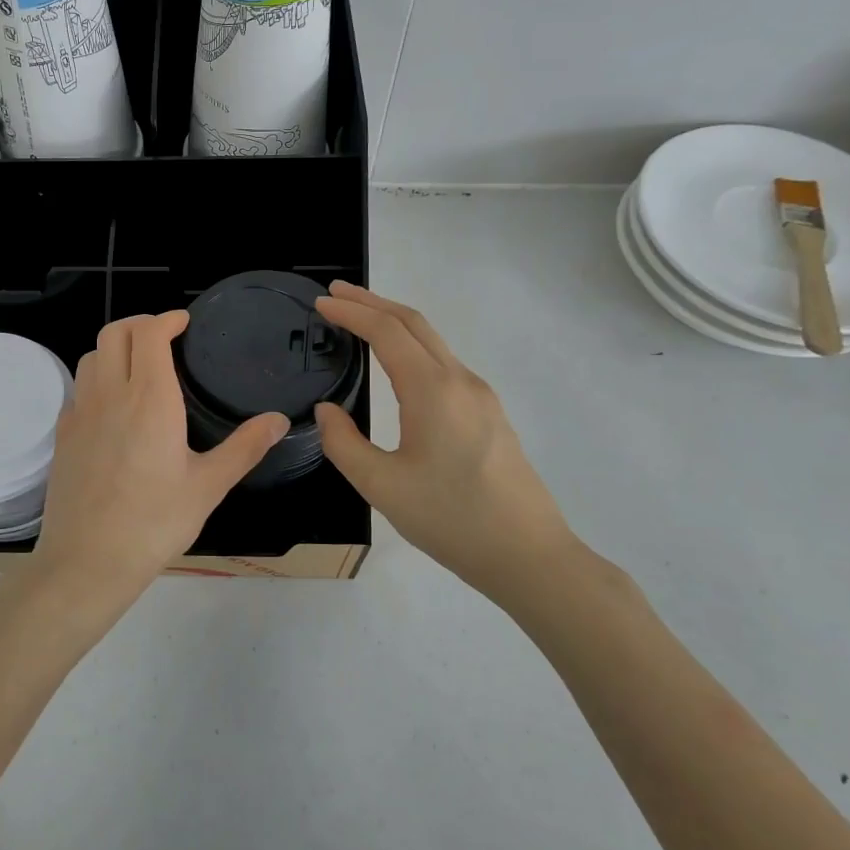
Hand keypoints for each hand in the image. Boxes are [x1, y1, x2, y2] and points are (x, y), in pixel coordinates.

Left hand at [10, 312, 287, 640]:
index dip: (166, 319)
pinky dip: (97, 379)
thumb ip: (245, 447)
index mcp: (150, 400)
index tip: (183, 322)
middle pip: (114, 333)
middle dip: (139, 323)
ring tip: (138, 366)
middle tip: (163, 336)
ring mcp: (80, 414)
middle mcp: (111, 395)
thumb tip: (279, 420)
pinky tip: (113, 407)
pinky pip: (78, 389)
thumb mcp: (208, 486)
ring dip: (115, 348)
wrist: (87, 561)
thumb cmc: (154, 523)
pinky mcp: (63, 435)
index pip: (149, 334)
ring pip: (91, 357)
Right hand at [313, 282, 582, 604]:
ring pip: (433, 341)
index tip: (320, 303)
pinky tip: (398, 363)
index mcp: (433, 391)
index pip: (387, 332)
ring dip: (394, 322)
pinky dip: (413, 346)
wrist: (528, 555)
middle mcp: (460, 381)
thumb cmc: (451, 519)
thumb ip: (343, 443)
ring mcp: (480, 396)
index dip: (351, 312)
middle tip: (335, 294)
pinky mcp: (489, 414)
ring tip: (360, 320)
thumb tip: (326, 411)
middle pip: (414, 323)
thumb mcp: (381, 486)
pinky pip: (444, 362)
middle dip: (373, 302)